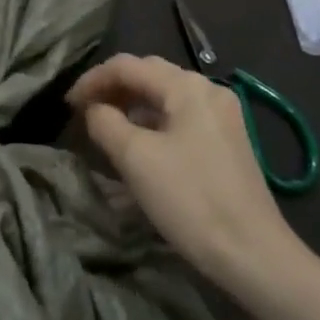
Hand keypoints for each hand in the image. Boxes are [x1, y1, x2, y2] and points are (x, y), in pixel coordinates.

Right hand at [68, 54, 307, 286]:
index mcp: (187, 86)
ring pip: (165, 98)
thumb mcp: (135, 158)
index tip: (67, 105)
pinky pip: (180, 119)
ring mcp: (222, 115)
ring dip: (131, 107)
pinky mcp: (227, 141)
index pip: (127, 66)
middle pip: (148, 75)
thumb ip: (105, 122)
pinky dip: (153, 124)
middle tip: (84, 112)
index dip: (92, 80)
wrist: (253, 253)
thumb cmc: (190, 199)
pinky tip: (138, 147)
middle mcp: (208, 90)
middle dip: (112, 89)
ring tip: (105, 129)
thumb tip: (94, 109)